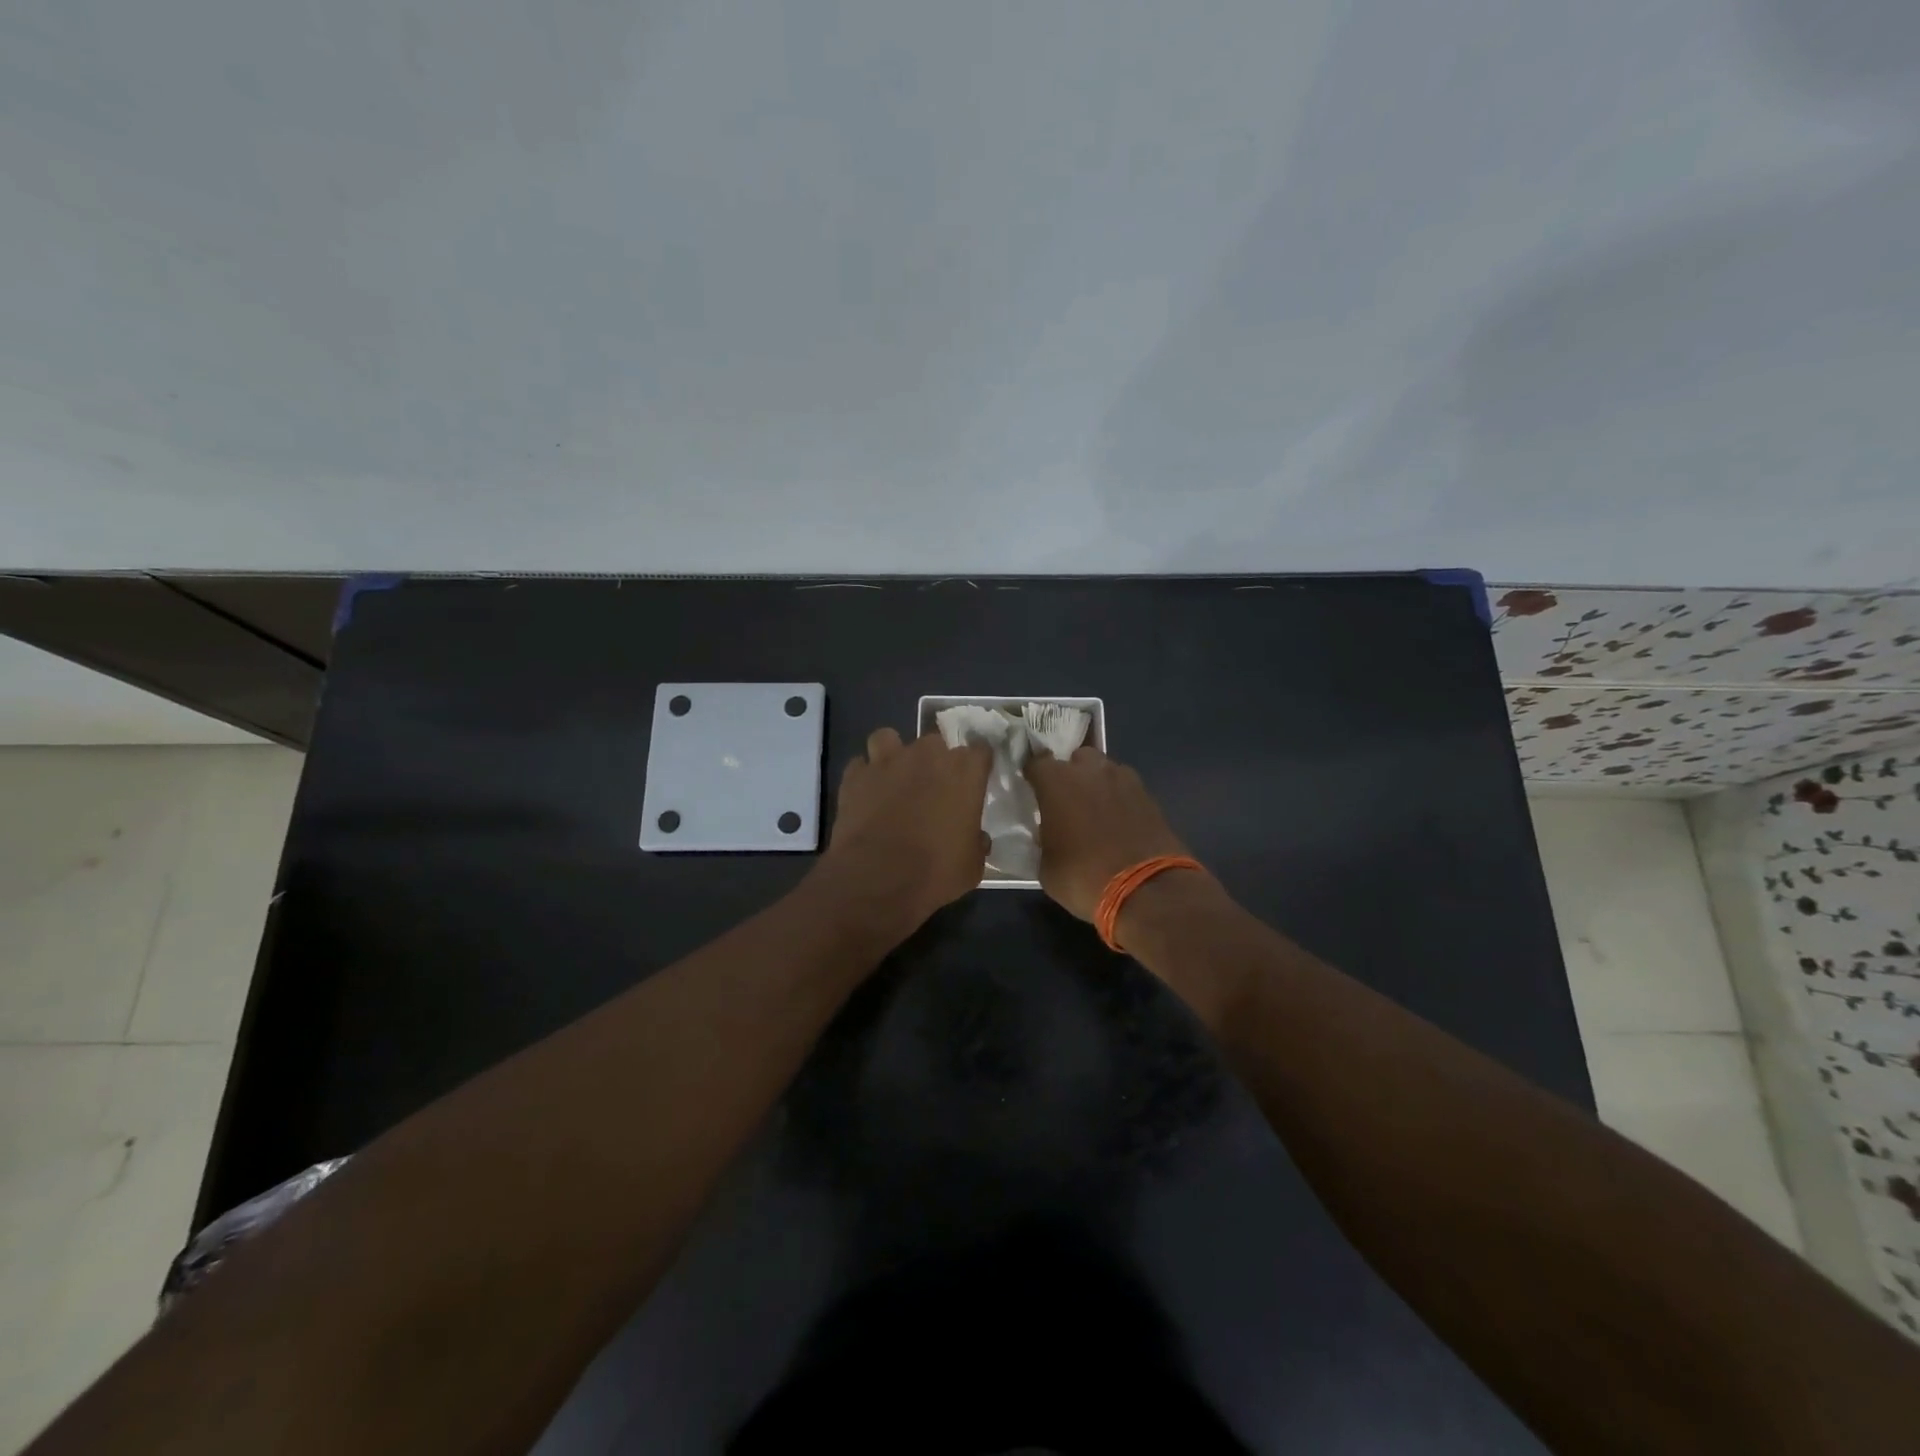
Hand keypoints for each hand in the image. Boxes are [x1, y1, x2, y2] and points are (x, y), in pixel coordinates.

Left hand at [816, 727, 992, 930]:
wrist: (878, 878)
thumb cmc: (935, 871)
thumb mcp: (972, 865)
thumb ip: (976, 842)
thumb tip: (978, 838)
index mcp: (963, 772)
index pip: (980, 751)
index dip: (977, 766)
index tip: (975, 781)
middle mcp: (927, 756)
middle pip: (936, 743)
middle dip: (935, 761)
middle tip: (933, 788)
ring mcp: (887, 761)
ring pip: (889, 739)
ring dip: (893, 755)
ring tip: (894, 778)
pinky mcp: (855, 776)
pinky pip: (861, 766)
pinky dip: (864, 777)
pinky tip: (866, 795)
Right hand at [1026, 746, 1189, 921]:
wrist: (1147, 891)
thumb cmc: (1084, 878)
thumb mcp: (1047, 867)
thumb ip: (1044, 840)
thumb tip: (1049, 835)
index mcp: (1057, 782)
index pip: (1036, 762)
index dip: (1033, 775)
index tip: (1032, 790)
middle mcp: (1090, 771)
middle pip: (1076, 759)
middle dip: (1071, 775)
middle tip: (1067, 802)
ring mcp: (1124, 780)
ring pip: (1104, 771)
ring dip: (1097, 785)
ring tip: (1096, 813)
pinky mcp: (1149, 795)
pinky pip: (1126, 789)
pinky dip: (1119, 800)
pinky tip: (1119, 824)